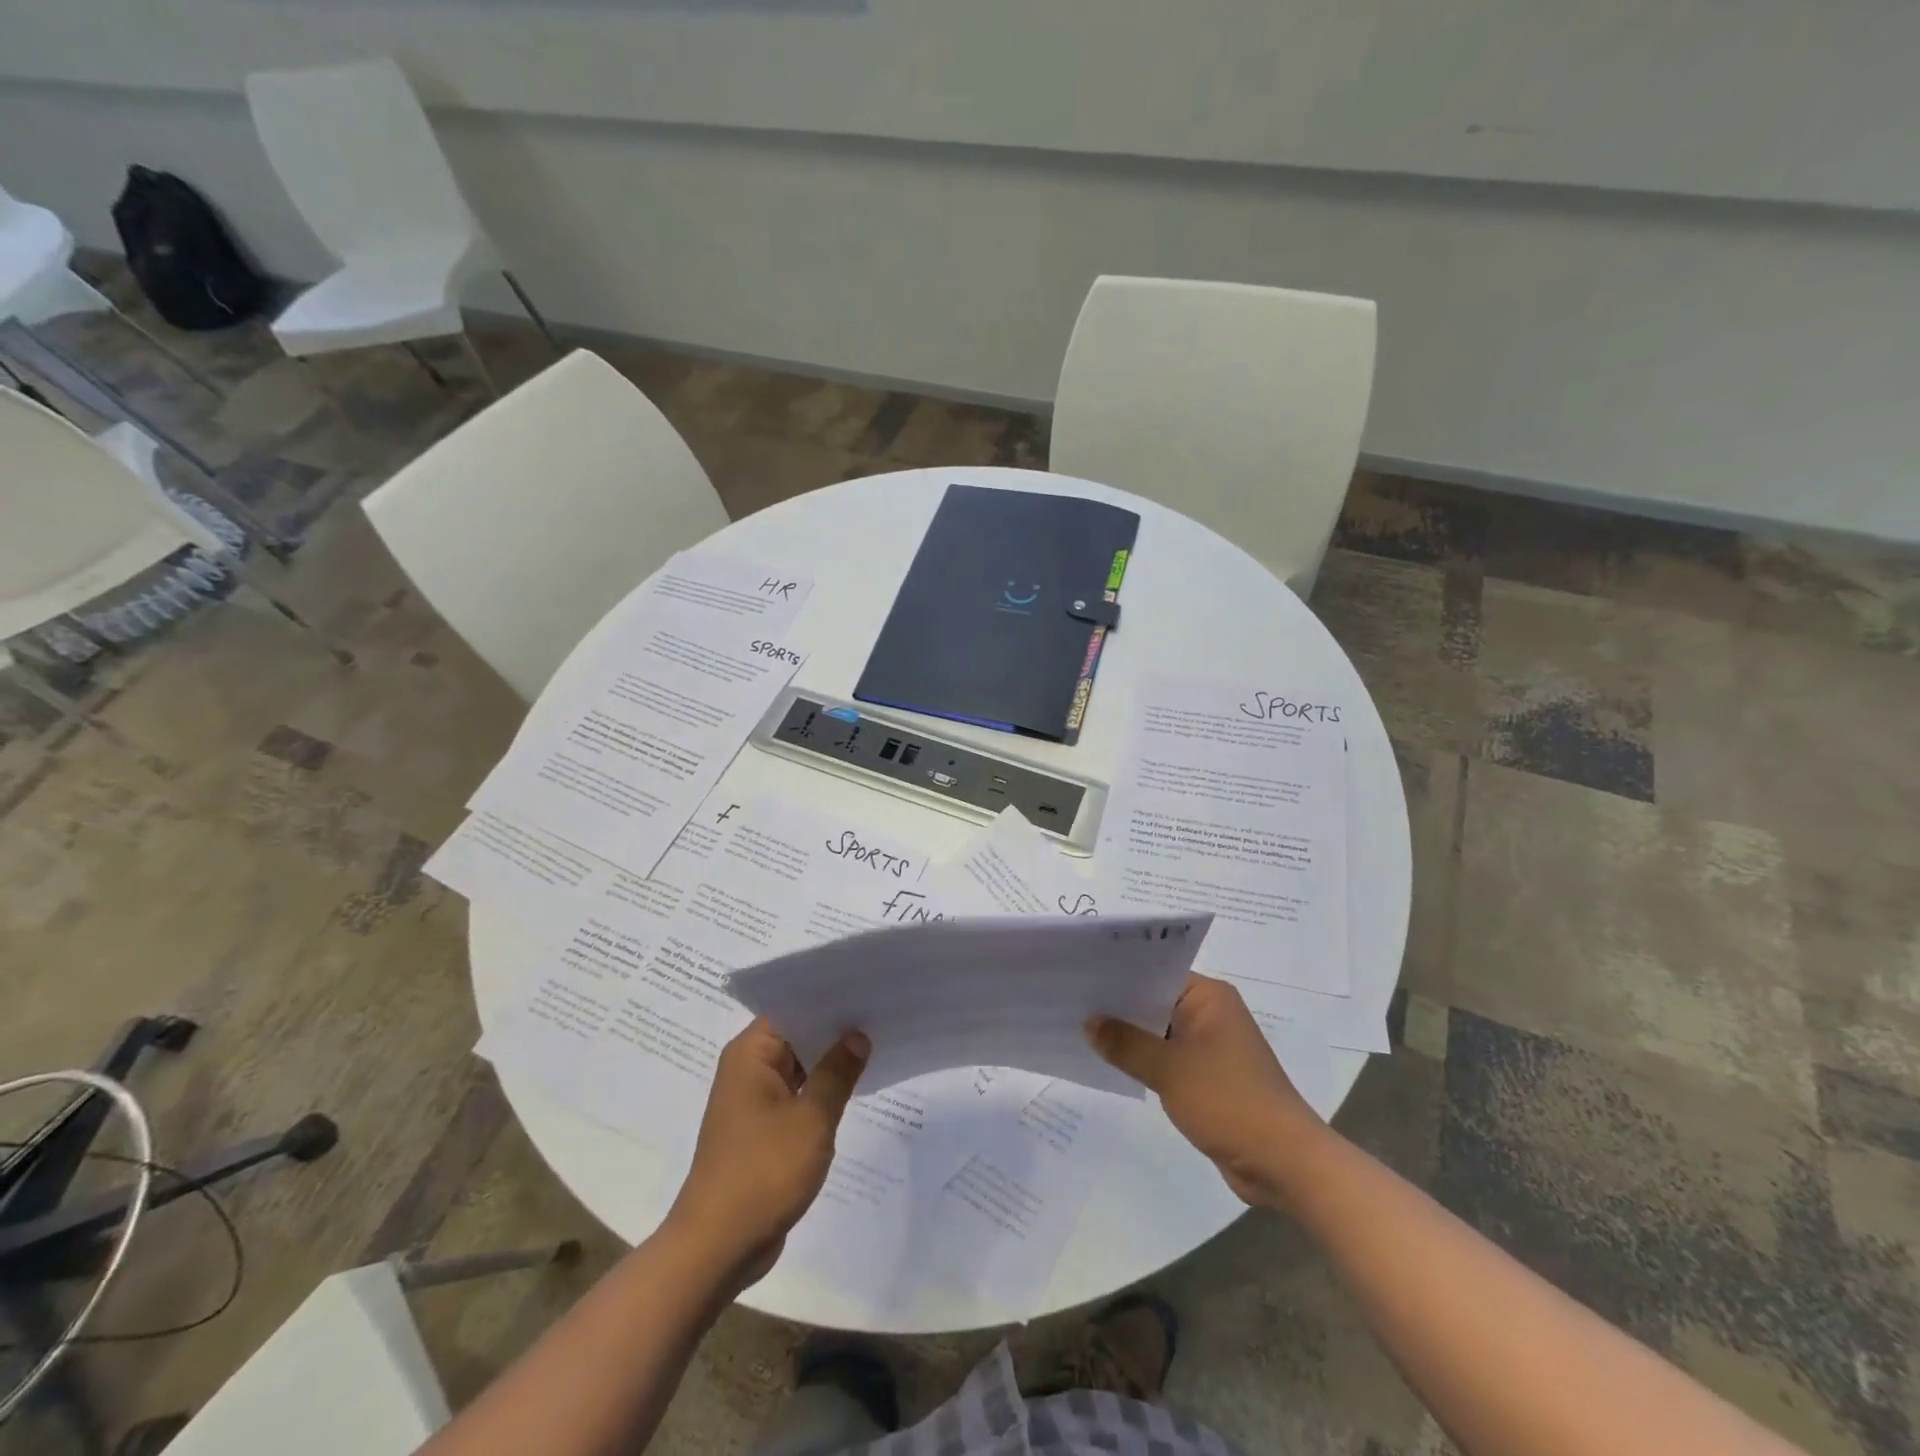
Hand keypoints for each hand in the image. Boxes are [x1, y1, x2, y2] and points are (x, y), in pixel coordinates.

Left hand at [667, 1018, 869, 1286]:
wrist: (718, 1248)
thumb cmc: (763, 1172)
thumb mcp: (811, 1119)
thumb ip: (837, 1073)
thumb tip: (858, 1036)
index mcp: (751, 1054)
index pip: (792, 1008)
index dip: (829, 998)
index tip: (866, 989)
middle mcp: (748, 1069)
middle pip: (796, 1035)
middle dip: (835, 1029)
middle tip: (882, 1013)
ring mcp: (753, 1100)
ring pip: (799, 1066)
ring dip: (830, 1062)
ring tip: (877, 1043)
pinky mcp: (761, 1129)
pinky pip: (796, 1095)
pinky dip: (821, 1091)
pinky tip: (855, 1087)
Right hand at [1086, 973, 1326, 1207]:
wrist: (1284, 1164)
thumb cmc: (1229, 1101)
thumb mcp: (1169, 1069)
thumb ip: (1126, 1043)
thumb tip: (1088, 1021)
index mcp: (1209, 997)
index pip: (1156, 971)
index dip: (1118, 973)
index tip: (1080, 973)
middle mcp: (1211, 1013)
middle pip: (1155, 1000)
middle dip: (1118, 1006)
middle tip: (1070, 1000)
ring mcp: (1210, 1046)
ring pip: (1159, 1031)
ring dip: (1129, 1035)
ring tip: (1080, 1028)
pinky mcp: (1208, 1077)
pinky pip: (1166, 1057)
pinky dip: (1143, 1060)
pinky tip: (1109, 1062)